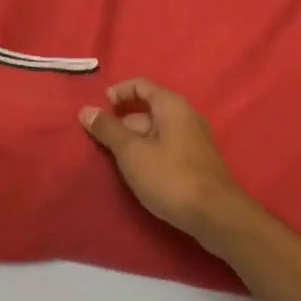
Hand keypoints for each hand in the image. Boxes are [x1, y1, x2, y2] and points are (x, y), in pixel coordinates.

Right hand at [79, 78, 253, 244]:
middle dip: (122, 123)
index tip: (98, 110)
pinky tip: (139, 174)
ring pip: (156, 131)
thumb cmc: (170, 177)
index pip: (140, 85)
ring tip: (115, 162)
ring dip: (134, 141)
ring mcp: (194, 139)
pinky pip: (166, 146)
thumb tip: (86, 110)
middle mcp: (186, 115)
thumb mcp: (132, 152)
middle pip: (148, 109)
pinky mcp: (197, 161)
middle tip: (101, 144)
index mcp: (171, 105)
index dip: (118, 93)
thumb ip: (108, 129)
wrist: (215, 214)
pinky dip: (149, 152)